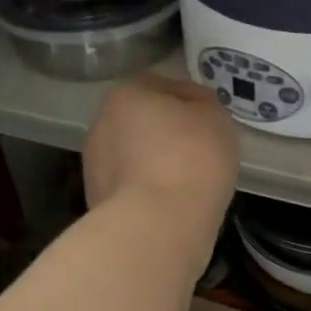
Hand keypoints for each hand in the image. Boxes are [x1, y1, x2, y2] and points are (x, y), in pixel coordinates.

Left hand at [83, 75, 238, 243]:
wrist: (157, 225)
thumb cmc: (191, 158)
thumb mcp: (216, 118)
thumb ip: (204, 106)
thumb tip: (193, 109)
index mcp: (126, 95)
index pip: (160, 85)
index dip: (189, 99)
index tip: (210, 119)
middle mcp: (101, 125)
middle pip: (142, 121)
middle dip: (167, 133)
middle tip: (200, 150)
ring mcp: (94, 166)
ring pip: (134, 157)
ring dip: (156, 164)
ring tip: (187, 182)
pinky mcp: (97, 203)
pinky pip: (132, 188)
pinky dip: (149, 191)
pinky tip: (172, 204)